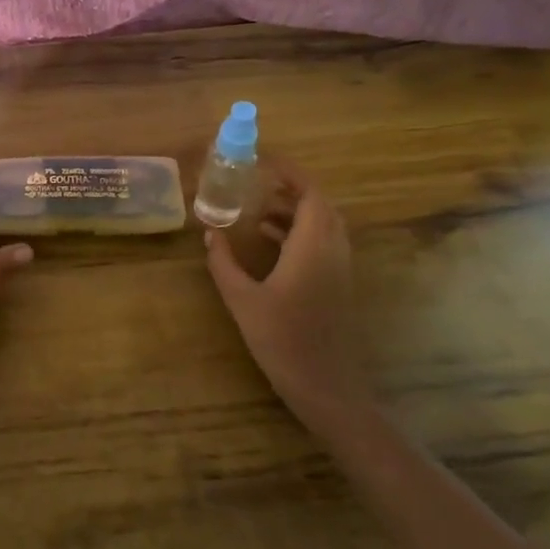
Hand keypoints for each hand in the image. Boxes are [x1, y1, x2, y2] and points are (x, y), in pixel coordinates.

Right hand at [204, 161, 364, 429]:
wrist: (326, 386)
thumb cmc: (282, 340)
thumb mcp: (242, 300)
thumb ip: (224, 263)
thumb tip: (210, 233)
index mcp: (312, 247)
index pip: (310, 194)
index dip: (291, 173)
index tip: (264, 162)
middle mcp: (332, 251)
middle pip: (320, 205)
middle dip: (292, 189)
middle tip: (260, 183)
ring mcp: (339, 268)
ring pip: (324, 224)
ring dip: (296, 211)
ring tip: (259, 209)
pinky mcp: (338, 284)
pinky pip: (323, 242)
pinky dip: (300, 231)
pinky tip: (271, 241)